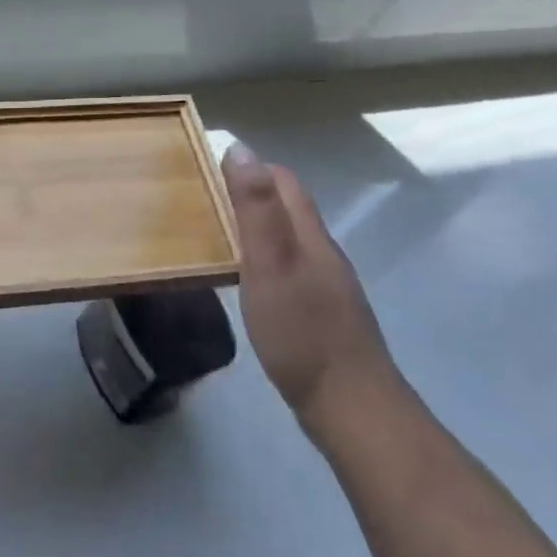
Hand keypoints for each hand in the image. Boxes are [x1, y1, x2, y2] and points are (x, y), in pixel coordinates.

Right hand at [223, 144, 396, 438]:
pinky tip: (249, 284)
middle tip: (206, 204)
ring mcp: (327, 285)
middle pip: (288, 207)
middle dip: (250, 195)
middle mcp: (322, 252)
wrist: (351, 407)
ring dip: (257, 228)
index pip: (283, 180)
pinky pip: (291, 269)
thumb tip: (241, 149)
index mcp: (309, 234)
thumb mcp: (269, 264)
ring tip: (218, 239)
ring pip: (289, 239)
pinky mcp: (323, 314)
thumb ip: (256, 208)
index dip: (250, 168)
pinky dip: (266, 261)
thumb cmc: (302, 331)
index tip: (210, 172)